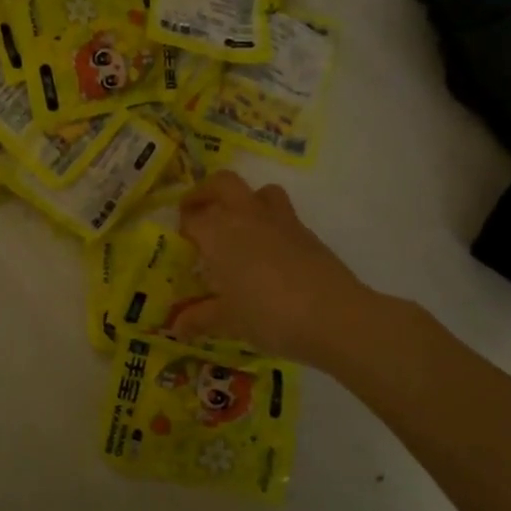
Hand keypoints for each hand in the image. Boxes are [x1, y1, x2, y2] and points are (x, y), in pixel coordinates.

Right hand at [172, 171, 365, 365]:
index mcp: (219, 232)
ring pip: (259, 191)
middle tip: (198, 212)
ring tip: (238, 225)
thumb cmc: (268, 315)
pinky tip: (270, 253)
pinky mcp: (306, 232)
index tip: (181, 243)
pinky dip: (270, 224)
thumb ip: (200, 318)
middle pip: (222, 183)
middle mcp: (246, 216)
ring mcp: (280, 221)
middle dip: (206, 192)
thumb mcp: (228, 321)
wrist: (333, 316)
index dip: (183, 228)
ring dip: (245, 200)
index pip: (192, 218)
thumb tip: (177, 327)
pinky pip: (283, 215)